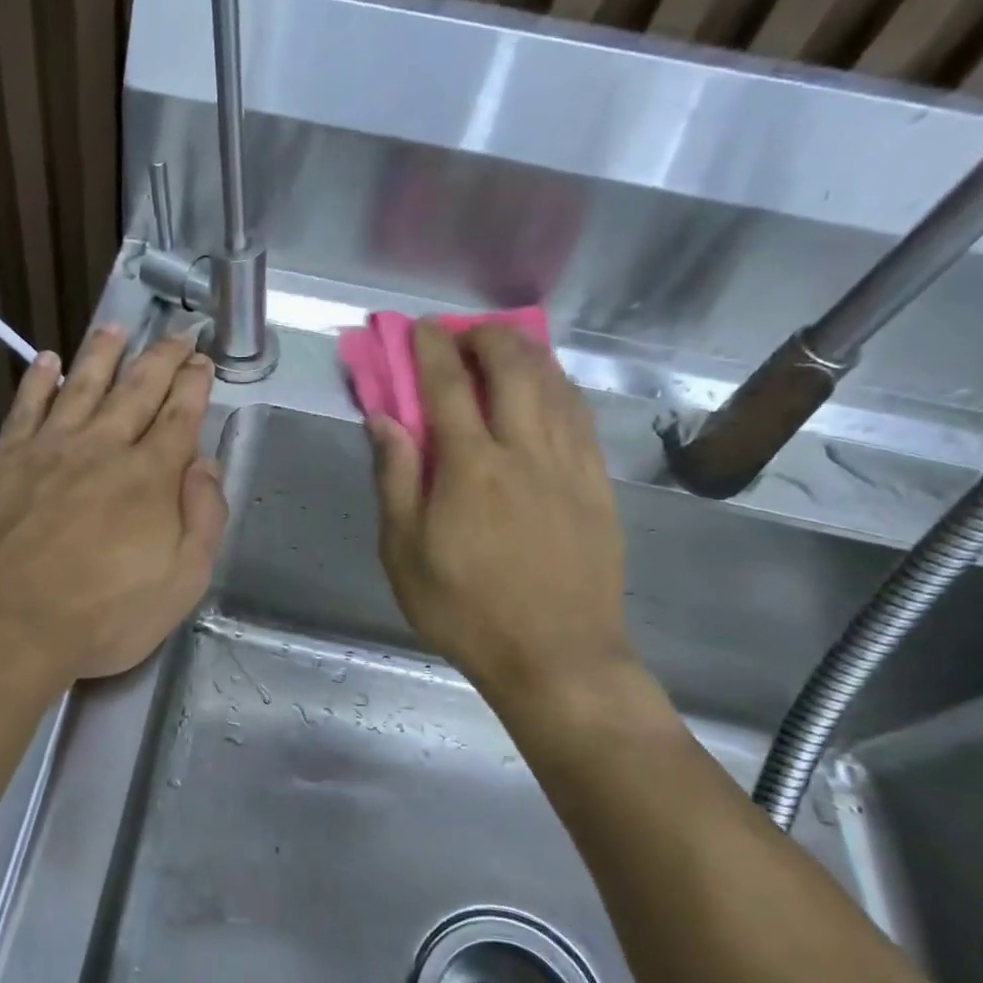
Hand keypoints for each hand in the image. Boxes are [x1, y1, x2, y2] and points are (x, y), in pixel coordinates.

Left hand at [0, 326, 227, 683]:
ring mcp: (47, 449)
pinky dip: (38, 379)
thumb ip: (203, 519)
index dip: (194, 384)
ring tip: (115, 327)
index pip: (179, 416)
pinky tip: (46, 361)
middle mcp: (102, 448)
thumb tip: (204, 464)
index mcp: (149, 477)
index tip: (202, 361)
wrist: (0, 629)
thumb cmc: (100, 619)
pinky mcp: (1, 460)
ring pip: (81, 385)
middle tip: (175, 334)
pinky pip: (25, 406)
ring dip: (102, 353)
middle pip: (137, 389)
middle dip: (161, 358)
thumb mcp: (181, 585)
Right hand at [369, 321, 633, 713]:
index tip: (418, 327)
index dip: (430, 349)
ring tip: (504, 347)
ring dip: (526, 353)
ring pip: (554, 385)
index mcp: (470, 468)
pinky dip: (560, 387)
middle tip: (462, 335)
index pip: (447, 386)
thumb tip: (384, 420)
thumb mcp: (404, 554)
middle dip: (485, 338)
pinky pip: (581, 416)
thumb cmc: (465, 610)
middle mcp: (524, 451)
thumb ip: (395, 480)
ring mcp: (569, 465)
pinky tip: (549, 388)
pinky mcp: (598, 484)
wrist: (556, 656)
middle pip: (512, 368)